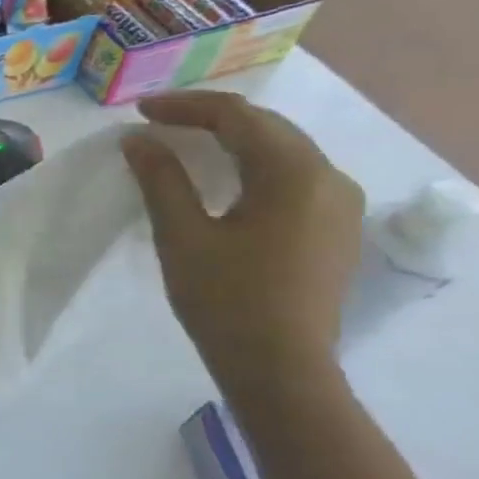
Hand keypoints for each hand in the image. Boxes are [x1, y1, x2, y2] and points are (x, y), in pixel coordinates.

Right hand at [122, 92, 364, 387]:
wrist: (281, 371)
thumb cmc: (226, 302)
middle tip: (158, 123)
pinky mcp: (336, 229)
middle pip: (266, 127)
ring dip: (233, 140)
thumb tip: (139, 140)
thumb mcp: (182, 236)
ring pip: (282, 150)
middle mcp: (330, 177)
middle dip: (210, 118)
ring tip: (186, 144)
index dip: (185, 107)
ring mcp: (340, 204)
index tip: (140, 112)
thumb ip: (162, 179)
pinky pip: (293, 177)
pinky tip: (225, 179)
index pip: (238, 116)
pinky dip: (253, 166)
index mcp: (295, 173)